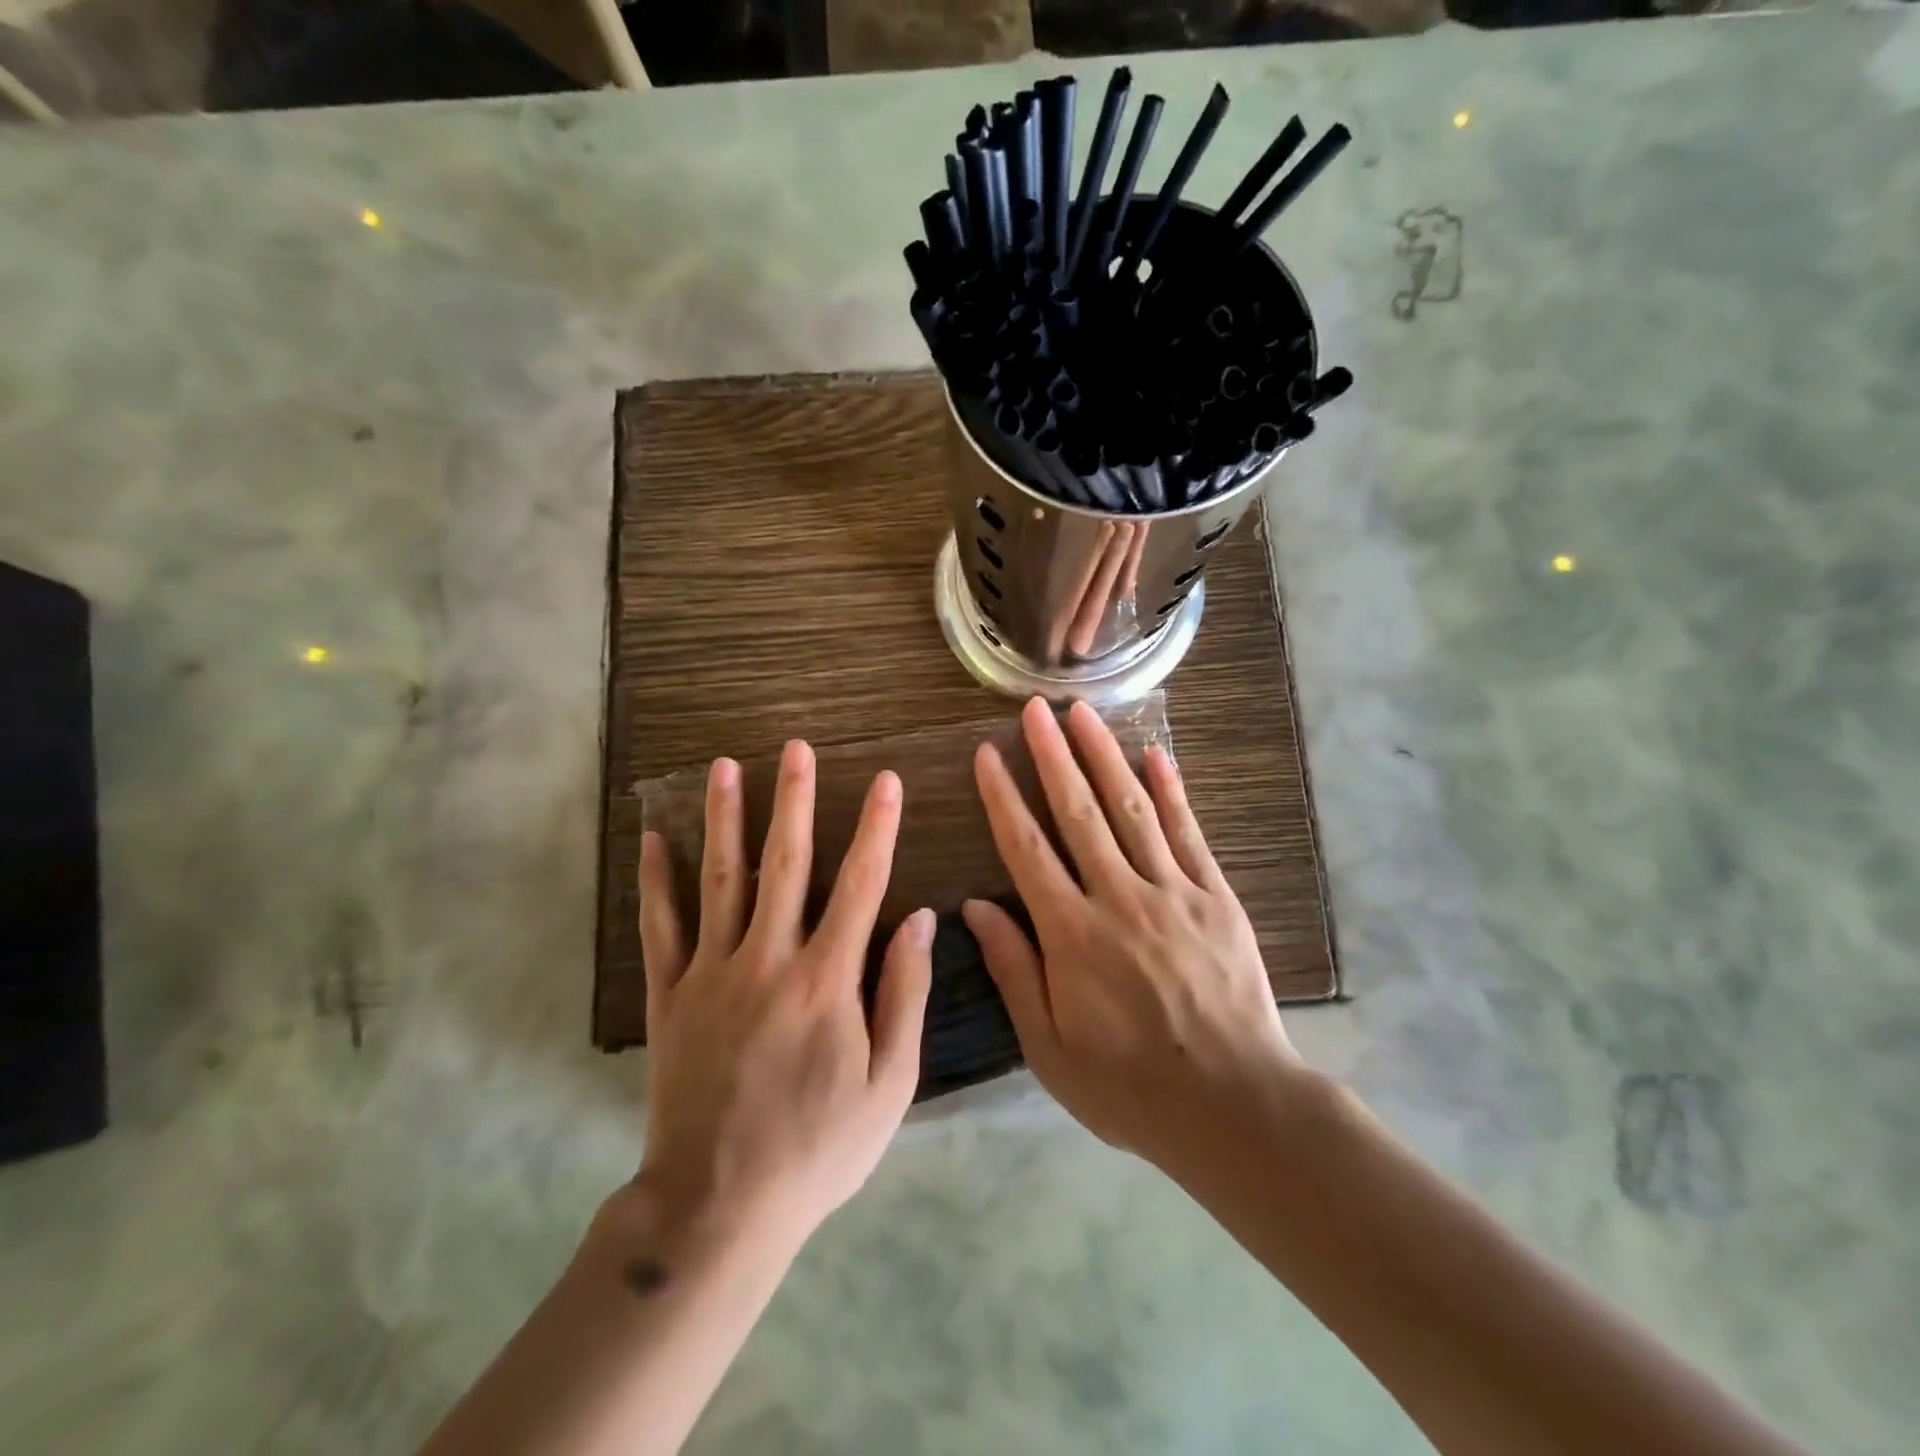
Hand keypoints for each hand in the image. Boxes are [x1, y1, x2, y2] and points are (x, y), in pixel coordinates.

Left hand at [636, 741, 932, 1249]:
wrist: (717, 1206)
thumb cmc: (818, 1148)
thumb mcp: (889, 1084)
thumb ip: (905, 994)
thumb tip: (923, 920)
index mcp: (826, 979)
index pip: (861, 884)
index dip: (876, 828)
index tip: (885, 781)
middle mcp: (768, 959)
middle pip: (785, 863)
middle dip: (795, 799)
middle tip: (795, 747)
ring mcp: (711, 973)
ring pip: (720, 878)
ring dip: (726, 818)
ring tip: (727, 766)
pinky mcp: (670, 995)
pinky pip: (660, 926)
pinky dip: (656, 880)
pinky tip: (654, 837)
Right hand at [965, 699, 1301, 1172]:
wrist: (1235, 1106)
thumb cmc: (1129, 1085)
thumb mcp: (1050, 1047)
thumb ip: (1014, 970)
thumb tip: (976, 906)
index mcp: (1072, 934)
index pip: (1026, 848)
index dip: (1003, 796)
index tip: (988, 754)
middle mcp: (1119, 898)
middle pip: (1078, 812)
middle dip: (1052, 755)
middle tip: (1035, 708)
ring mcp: (1173, 892)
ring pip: (1131, 810)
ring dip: (1104, 756)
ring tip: (1083, 714)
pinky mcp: (1216, 898)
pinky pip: (1189, 834)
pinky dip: (1171, 792)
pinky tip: (1156, 755)